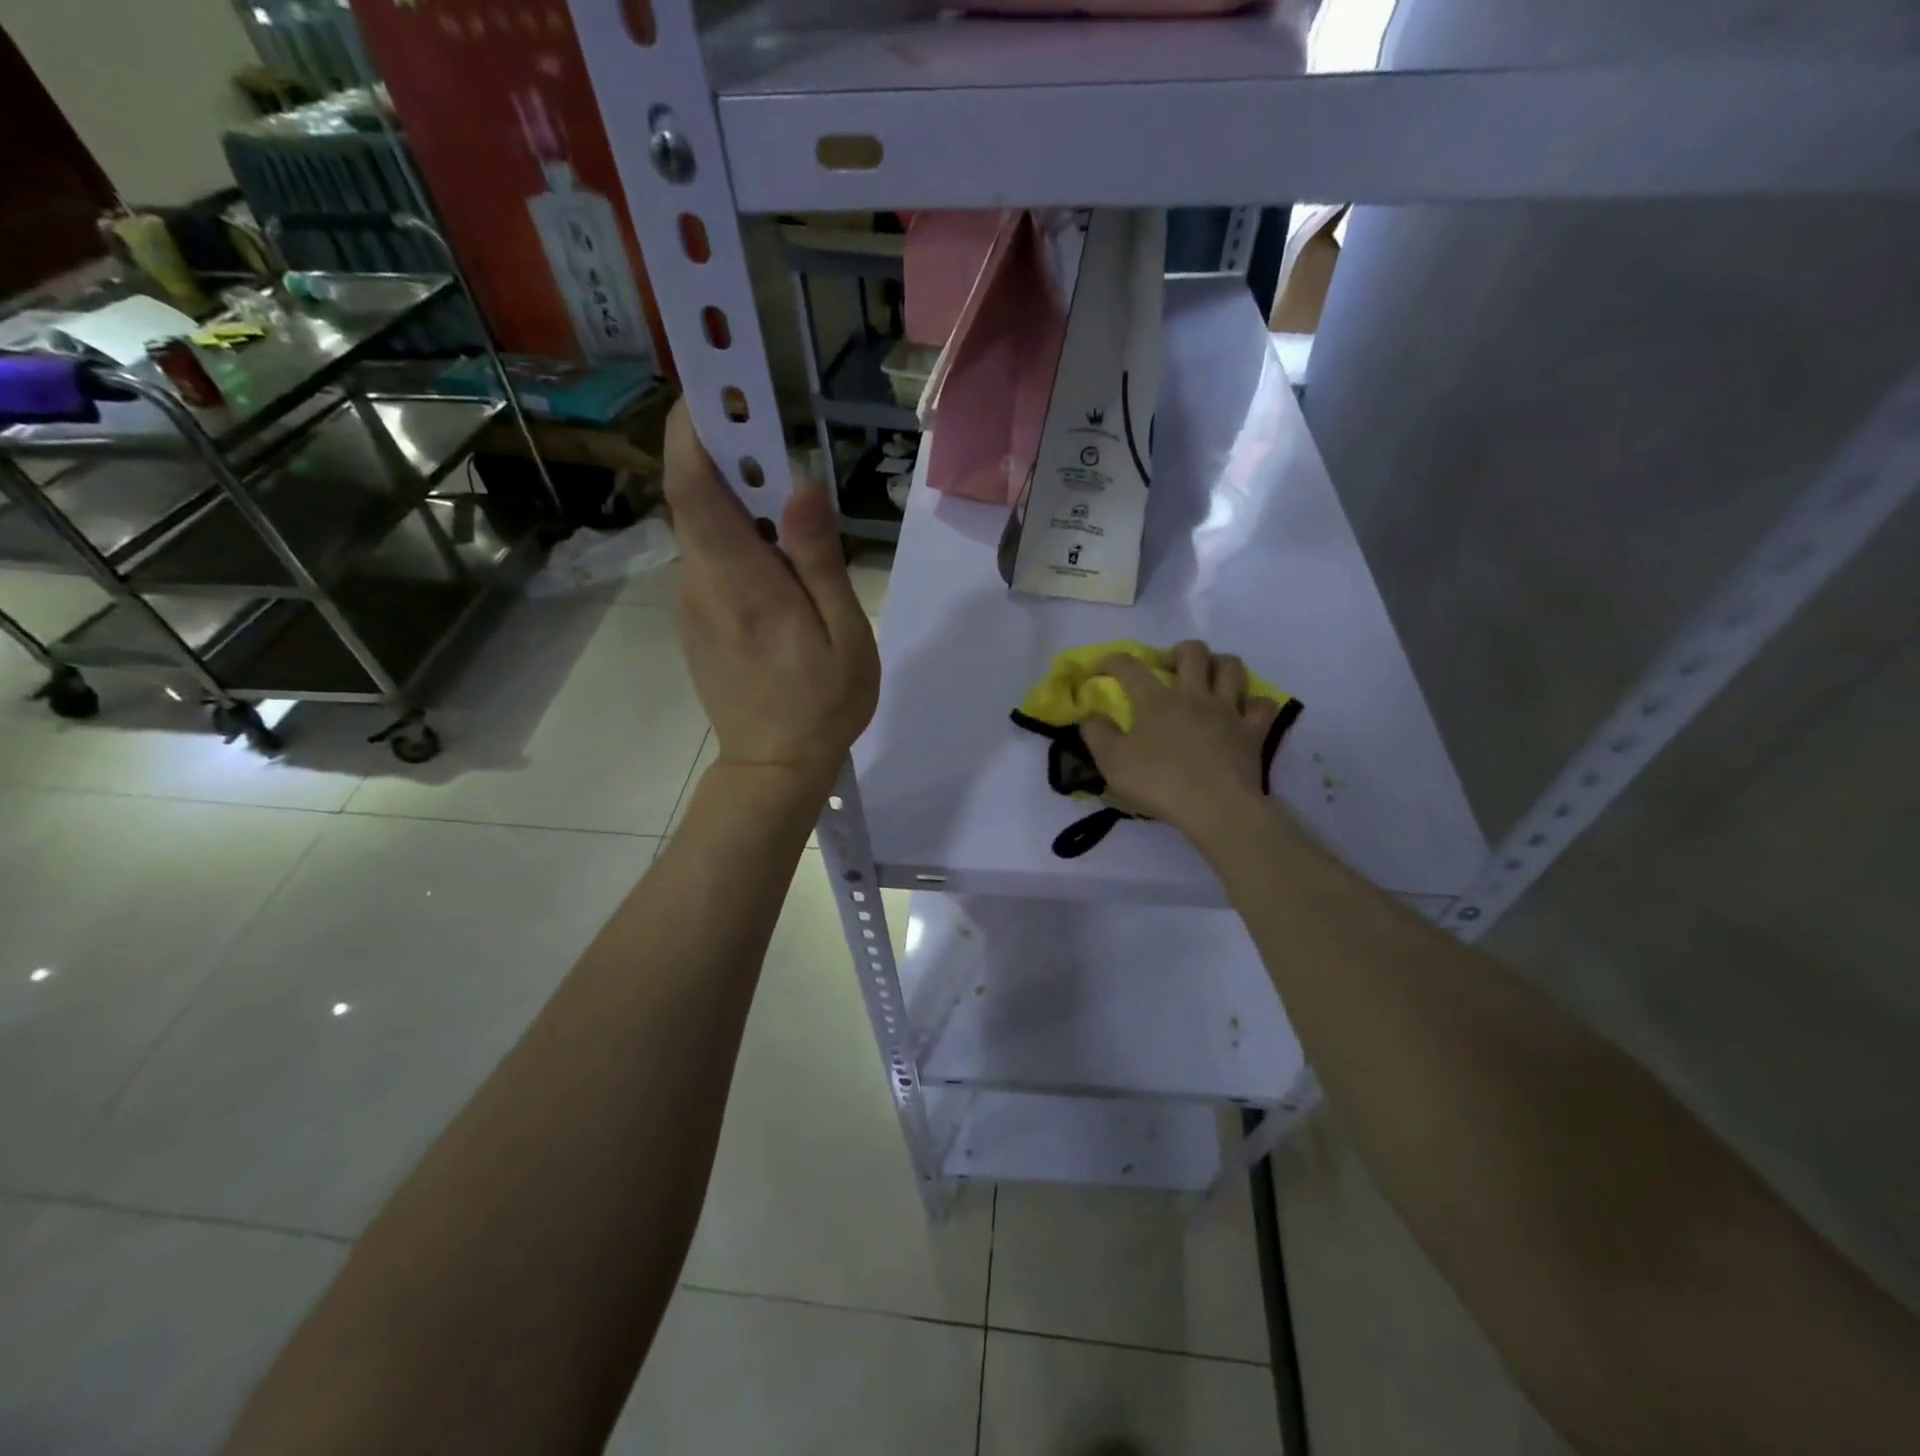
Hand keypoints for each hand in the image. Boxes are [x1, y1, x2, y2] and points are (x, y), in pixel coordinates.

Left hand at [664, 400, 878, 794]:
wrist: (773, 767)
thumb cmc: (822, 703)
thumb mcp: (843, 633)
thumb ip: (819, 558)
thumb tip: (800, 483)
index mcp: (740, 582)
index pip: (692, 486)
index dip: (692, 428)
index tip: (715, 385)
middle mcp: (700, 582)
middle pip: (695, 497)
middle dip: (724, 453)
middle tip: (771, 435)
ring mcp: (691, 602)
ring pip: (702, 528)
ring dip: (734, 499)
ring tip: (786, 507)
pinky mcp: (696, 619)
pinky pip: (709, 559)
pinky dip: (734, 537)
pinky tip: (775, 562)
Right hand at [1080, 640, 1280, 839]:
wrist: (1215, 807)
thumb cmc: (1159, 783)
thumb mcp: (1111, 763)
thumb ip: (1096, 735)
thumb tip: (1092, 717)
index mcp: (1157, 700)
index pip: (1129, 666)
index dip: (1111, 661)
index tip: (1100, 671)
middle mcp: (1194, 695)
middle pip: (1192, 652)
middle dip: (1177, 652)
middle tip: (1167, 670)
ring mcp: (1228, 711)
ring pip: (1231, 667)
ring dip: (1218, 665)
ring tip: (1207, 679)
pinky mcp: (1253, 732)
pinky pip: (1261, 705)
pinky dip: (1252, 703)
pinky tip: (1242, 711)